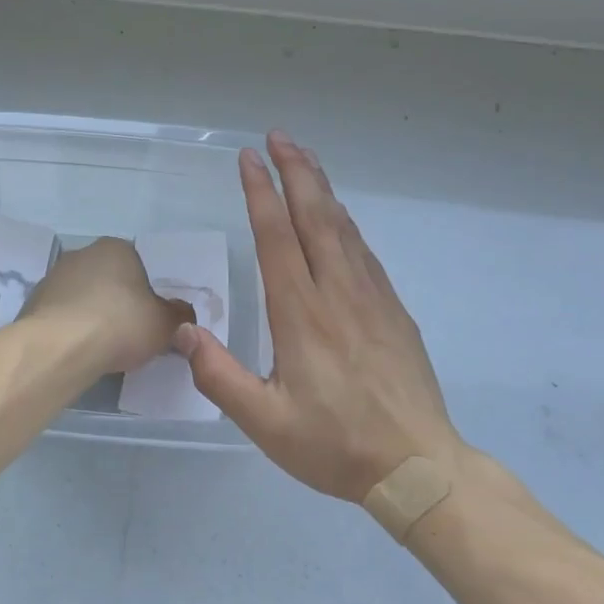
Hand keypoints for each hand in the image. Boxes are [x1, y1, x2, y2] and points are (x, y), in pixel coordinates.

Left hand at [23, 237, 194, 374]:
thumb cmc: (120, 324)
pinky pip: (61, 315)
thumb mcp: (165, 324)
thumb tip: (182, 313)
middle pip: (107, 279)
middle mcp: (82, 254)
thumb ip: (178, 315)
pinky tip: (77, 351)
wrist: (61, 346)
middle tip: (128, 334)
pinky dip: (70, 329)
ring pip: (82, 296)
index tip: (148, 319)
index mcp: (116, 248)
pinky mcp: (33, 302)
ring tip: (101, 347)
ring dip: (91, 315)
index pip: (137, 265)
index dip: (145, 293)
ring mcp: (53, 276)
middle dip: (116, 302)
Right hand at [174, 132, 465, 501]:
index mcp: (302, 314)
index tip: (249, 158)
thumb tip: (184, 331)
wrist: (420, 468)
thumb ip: (219, 376)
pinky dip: (344, 221)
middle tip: (278, 136)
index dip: (261, 193)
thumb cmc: (335, 445)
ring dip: (321, 187)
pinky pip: (363, 250)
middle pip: (315, 216)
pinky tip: (337, 215)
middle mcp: (337, 293)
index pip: (277, 237)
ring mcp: (371, 298)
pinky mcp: (393, 310)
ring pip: (342, 227)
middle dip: (296, 171)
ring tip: (304, 158)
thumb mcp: (265, 423)